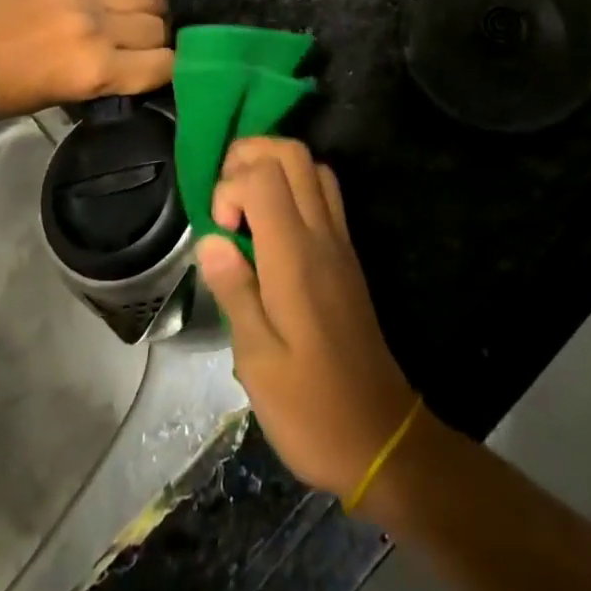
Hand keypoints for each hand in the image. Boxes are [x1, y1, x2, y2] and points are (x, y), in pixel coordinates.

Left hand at [0, 0, 172, 120]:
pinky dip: (111, 1)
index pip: (164, 63)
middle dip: (159, 39)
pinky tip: (93, 11)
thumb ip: (102, 78)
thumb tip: (128, 69)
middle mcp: (98, 29)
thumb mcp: (59, 98)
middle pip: (159, 26)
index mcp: (96, 70)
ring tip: (129, 23)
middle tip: (143, 48)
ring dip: (146, 13)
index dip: (171, 69)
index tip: (162, 72)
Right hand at [195, 138, 416, 499]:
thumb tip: (210, 238)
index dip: (230, 186)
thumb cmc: (310, 408)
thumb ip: (234, 290)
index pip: (264, 176)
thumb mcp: (257, 361)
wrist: (380, 436)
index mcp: (294, 257)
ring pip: (312, 166)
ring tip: (244, 207)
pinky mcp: (347, 255)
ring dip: (274, 166)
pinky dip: (294, 186)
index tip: (219, 230)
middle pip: (293, 153)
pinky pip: (324, 193)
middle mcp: (321, 235)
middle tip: (225, 199)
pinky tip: (271, 227)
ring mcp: (340, 241)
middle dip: (250, 156)